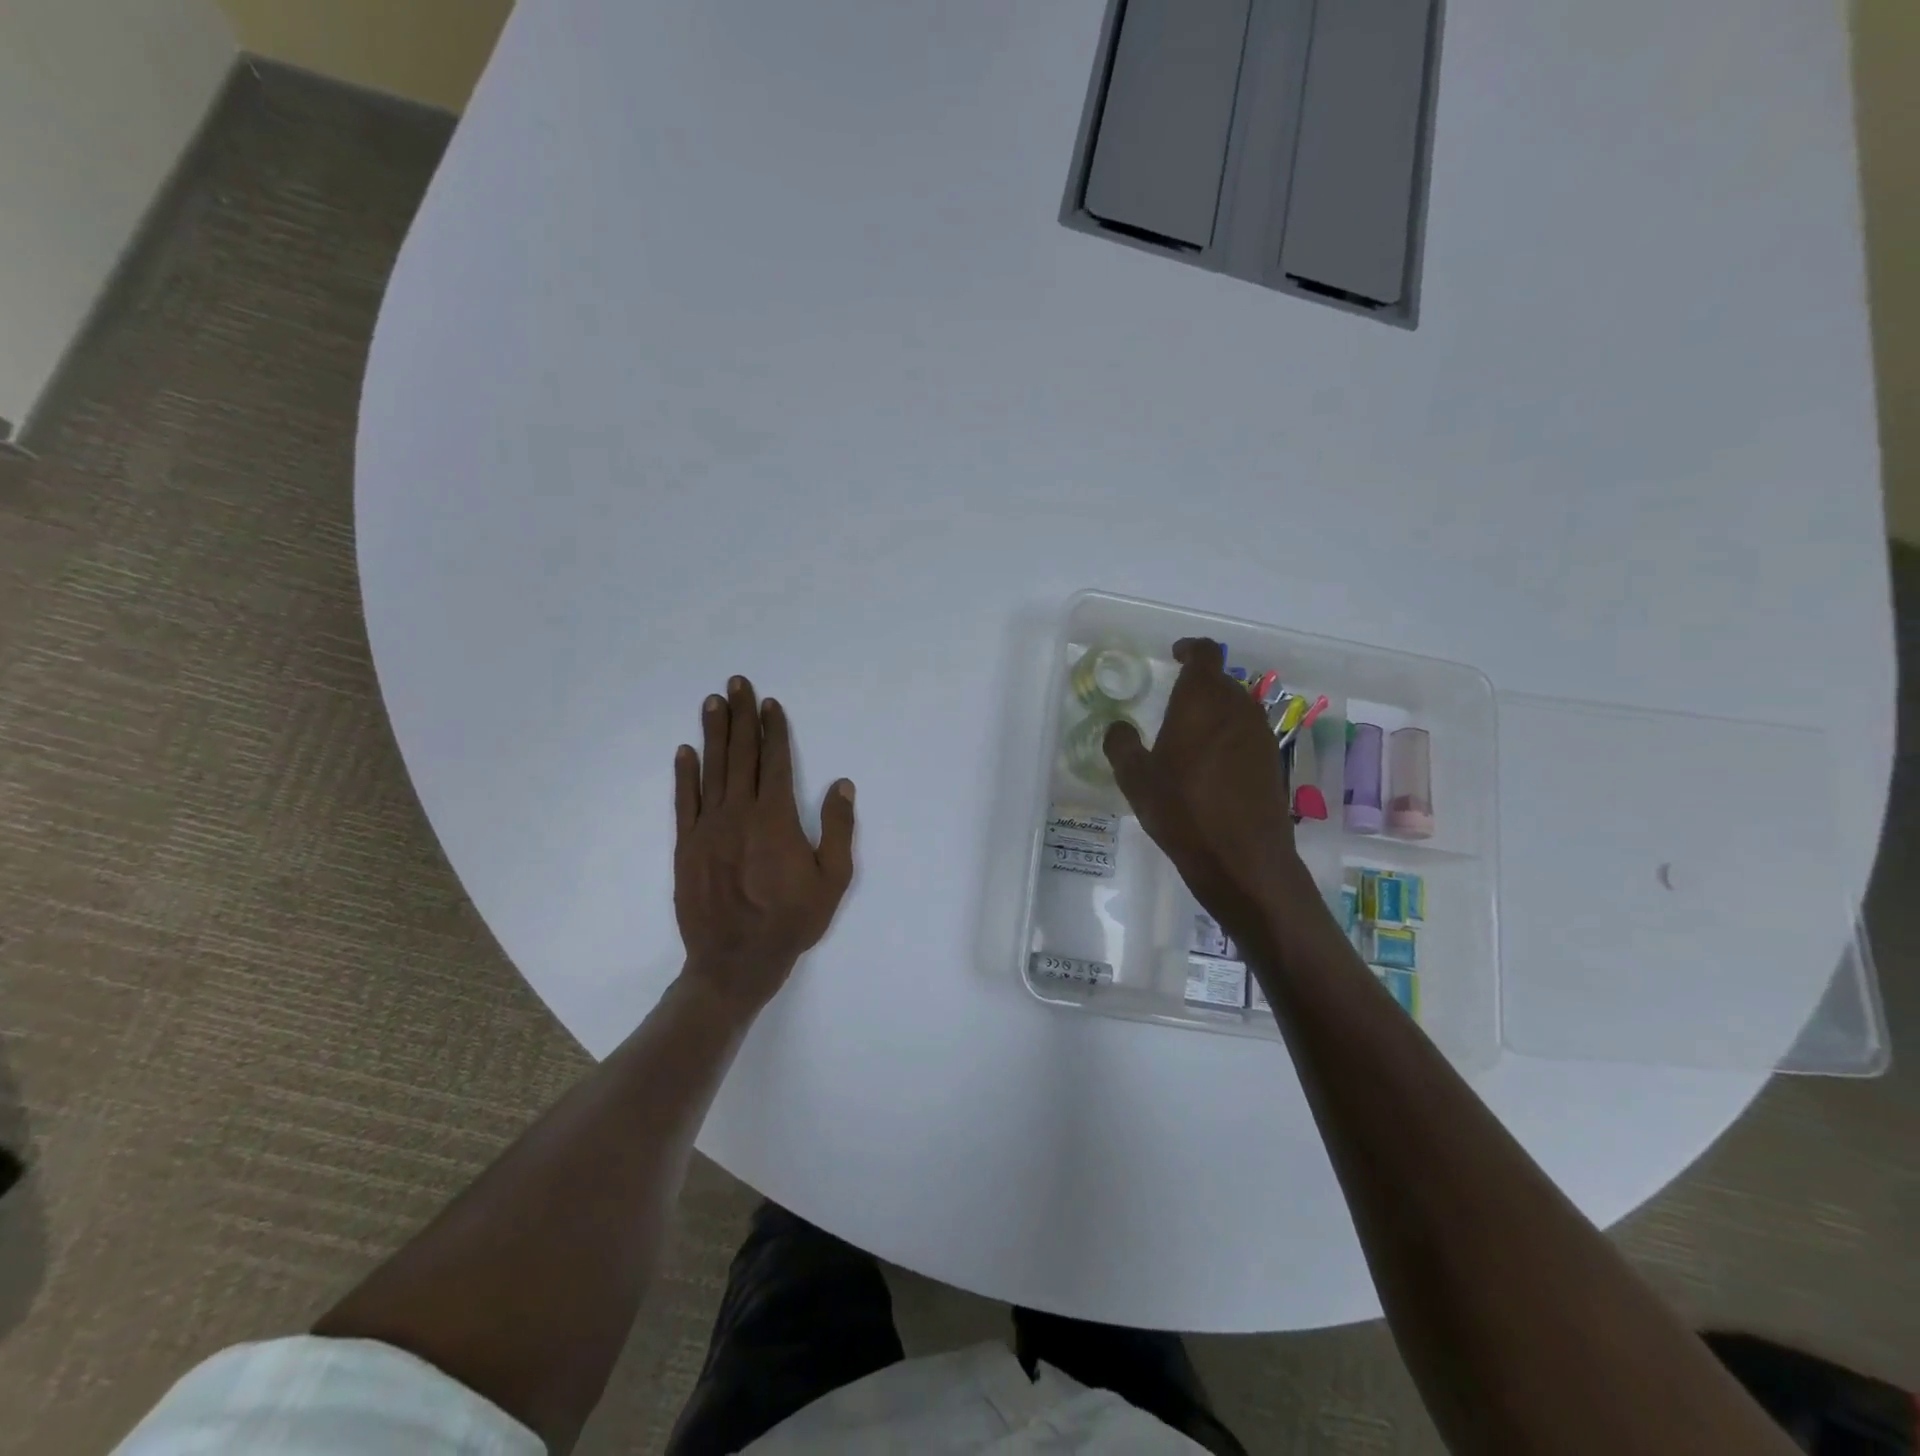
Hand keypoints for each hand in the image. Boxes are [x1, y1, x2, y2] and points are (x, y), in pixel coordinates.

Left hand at [674, 675, 856, 1014]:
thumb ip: (837, 829)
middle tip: (736, 683)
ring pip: (712, 770)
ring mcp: (708, 828)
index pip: (775, 762)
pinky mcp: (686, 846)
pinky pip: (684, 801)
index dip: (774, 730)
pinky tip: (685, 751)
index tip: (769, 703)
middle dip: (741, 716)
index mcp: (775, 819)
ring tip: (712, 702)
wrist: (735, 961)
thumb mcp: (833, 880)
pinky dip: (684, 774)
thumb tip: (841, 784)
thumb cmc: (791, 921)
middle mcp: (739, 814)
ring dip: (714, 734)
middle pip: (741, 755)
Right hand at [1103, 639, 1304, 931]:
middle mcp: (1238, 708)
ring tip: (1191, 738)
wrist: (1243, 859)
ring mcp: (1261, 736)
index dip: (1190, 650)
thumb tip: (1119, 727)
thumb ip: (1122, 745)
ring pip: (1237, 708)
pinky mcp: (1274, 763)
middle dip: (1199, 686)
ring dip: (1216, 714)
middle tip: (1174, 706)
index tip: (1176, 655)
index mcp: (1202, 701)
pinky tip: (1212, 768)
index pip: (1205, 654)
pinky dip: (1230, 739)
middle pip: (1221, 682)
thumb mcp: (1135, 779)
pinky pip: (1248, 735)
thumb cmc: (1182, 810)